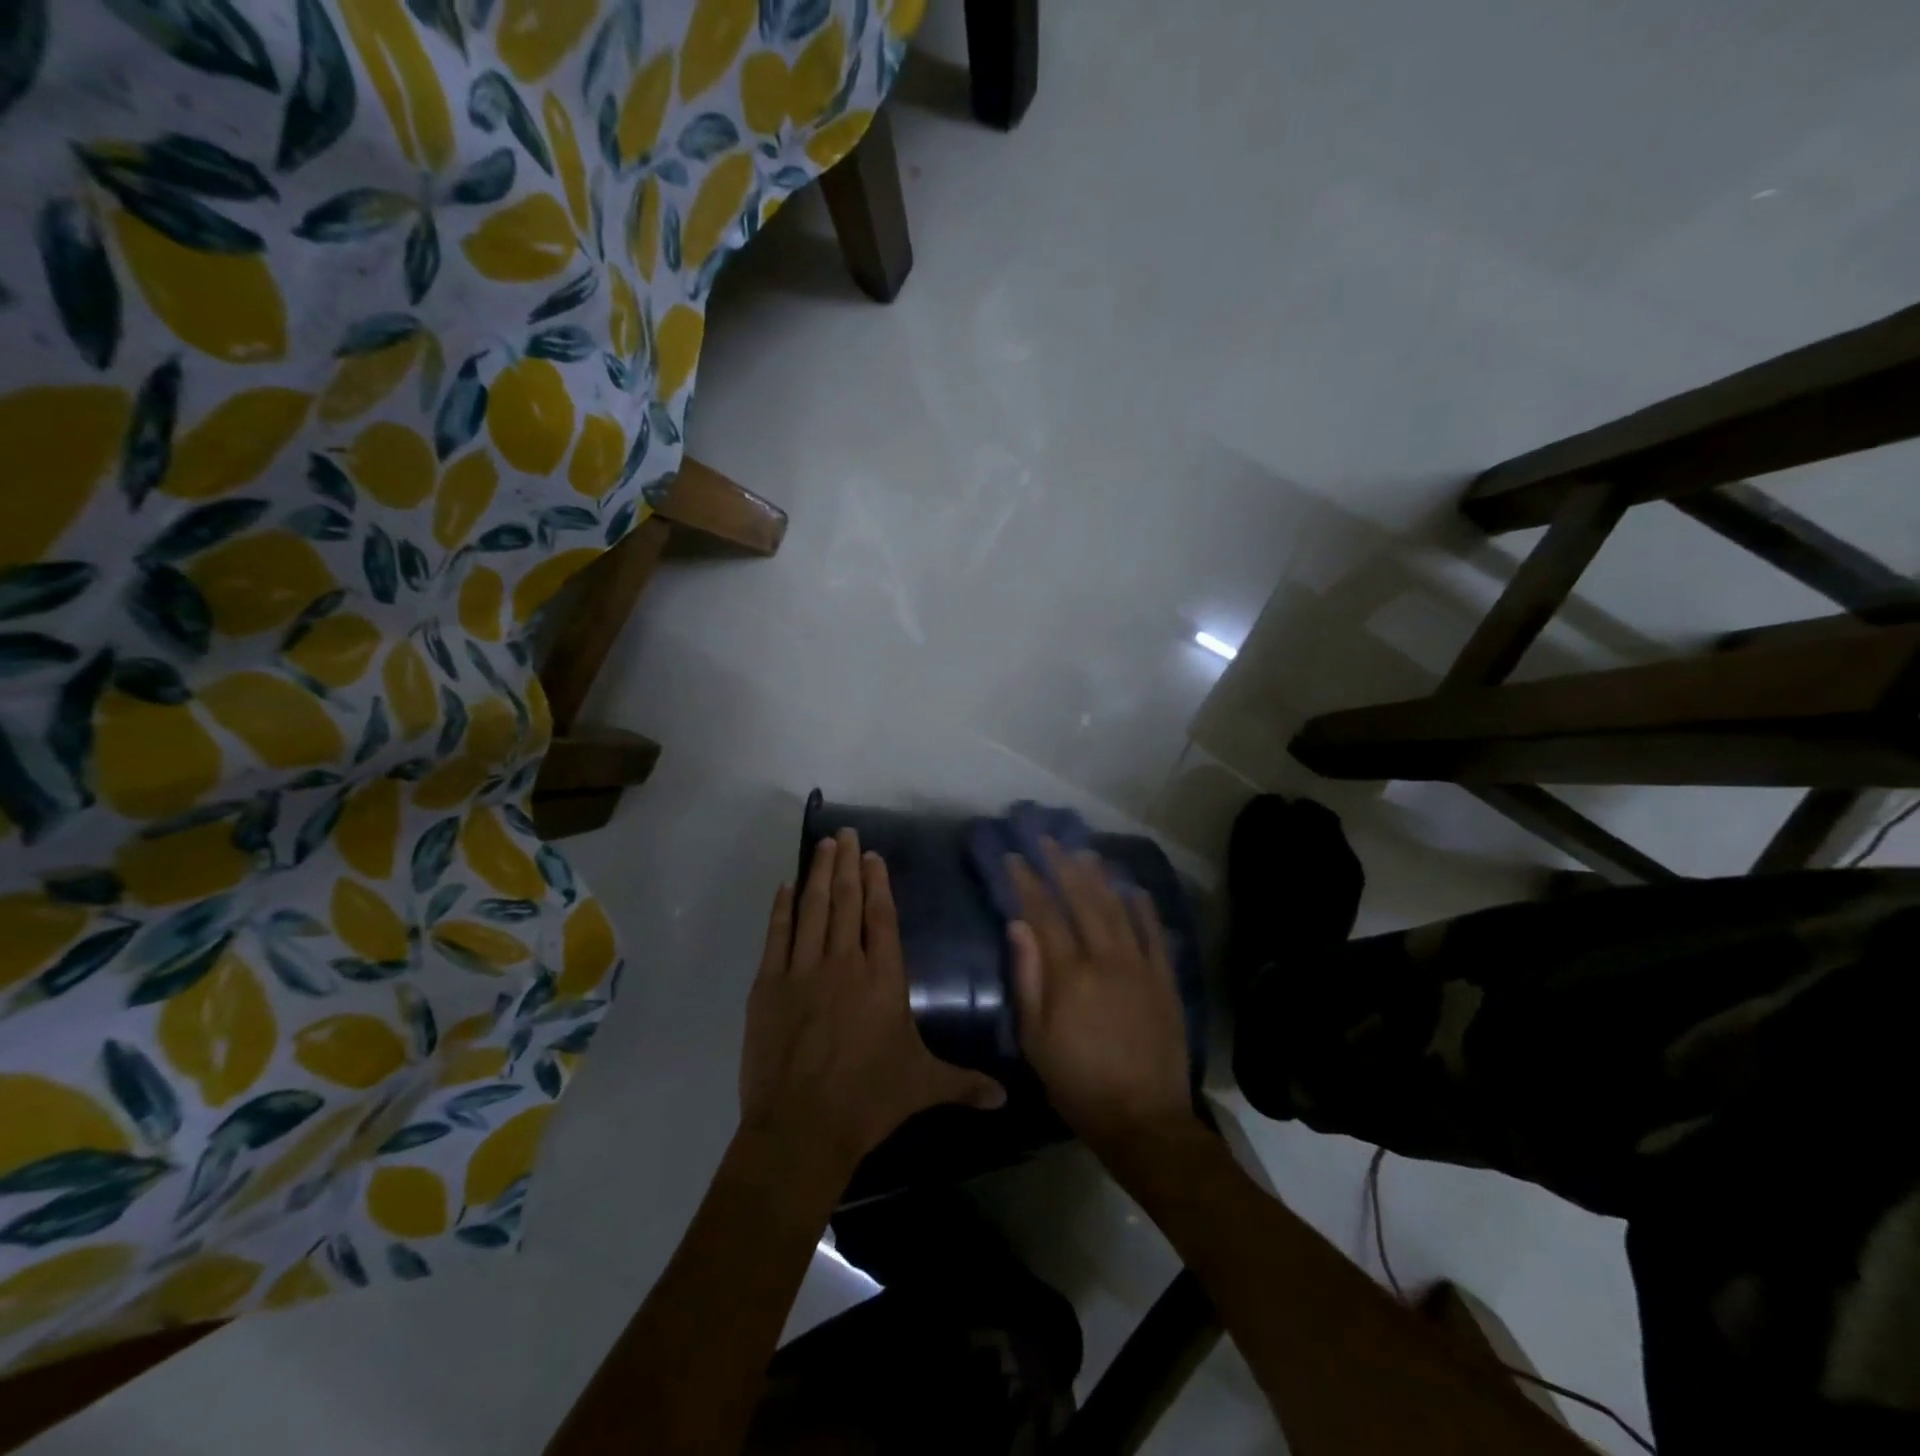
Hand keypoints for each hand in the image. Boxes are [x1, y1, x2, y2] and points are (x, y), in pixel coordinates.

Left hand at [740, 828, 1006, 1179]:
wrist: (802, 1127)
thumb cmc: (869, 1101)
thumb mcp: (923, 1086)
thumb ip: (964, 1083)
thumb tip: (1006, 1097)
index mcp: (883, 979)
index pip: (881, 917)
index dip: (877, 883)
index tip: (872, 856)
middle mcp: (845, 963)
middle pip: (846, 901)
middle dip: (846, 864)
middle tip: (845, 833)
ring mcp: (803, 971)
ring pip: (812, 909)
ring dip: (818, 874)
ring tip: (822, 846)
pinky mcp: (769, 986)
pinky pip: (778, 935)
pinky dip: (782, 908)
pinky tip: (785, 887)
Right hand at [1007, 842, 1197, 1159]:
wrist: (1143, 1119)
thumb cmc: (1078, 1082)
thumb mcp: (1036, 1038)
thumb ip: (1027, 977)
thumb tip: (1018, 925)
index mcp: (1070, 973)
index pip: (1043, 913)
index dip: (1027, 882)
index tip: (1014, 859)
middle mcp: (1106, 958)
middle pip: (1082, 899)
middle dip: (1062, 865)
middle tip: (1048, 840)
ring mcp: (1141, 965)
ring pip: (1118, 907)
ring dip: (1099, 876)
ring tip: (1085, 852)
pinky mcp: (1165, 979)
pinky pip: (1154, 932)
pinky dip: (1143, 906)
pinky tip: (1133, 888)